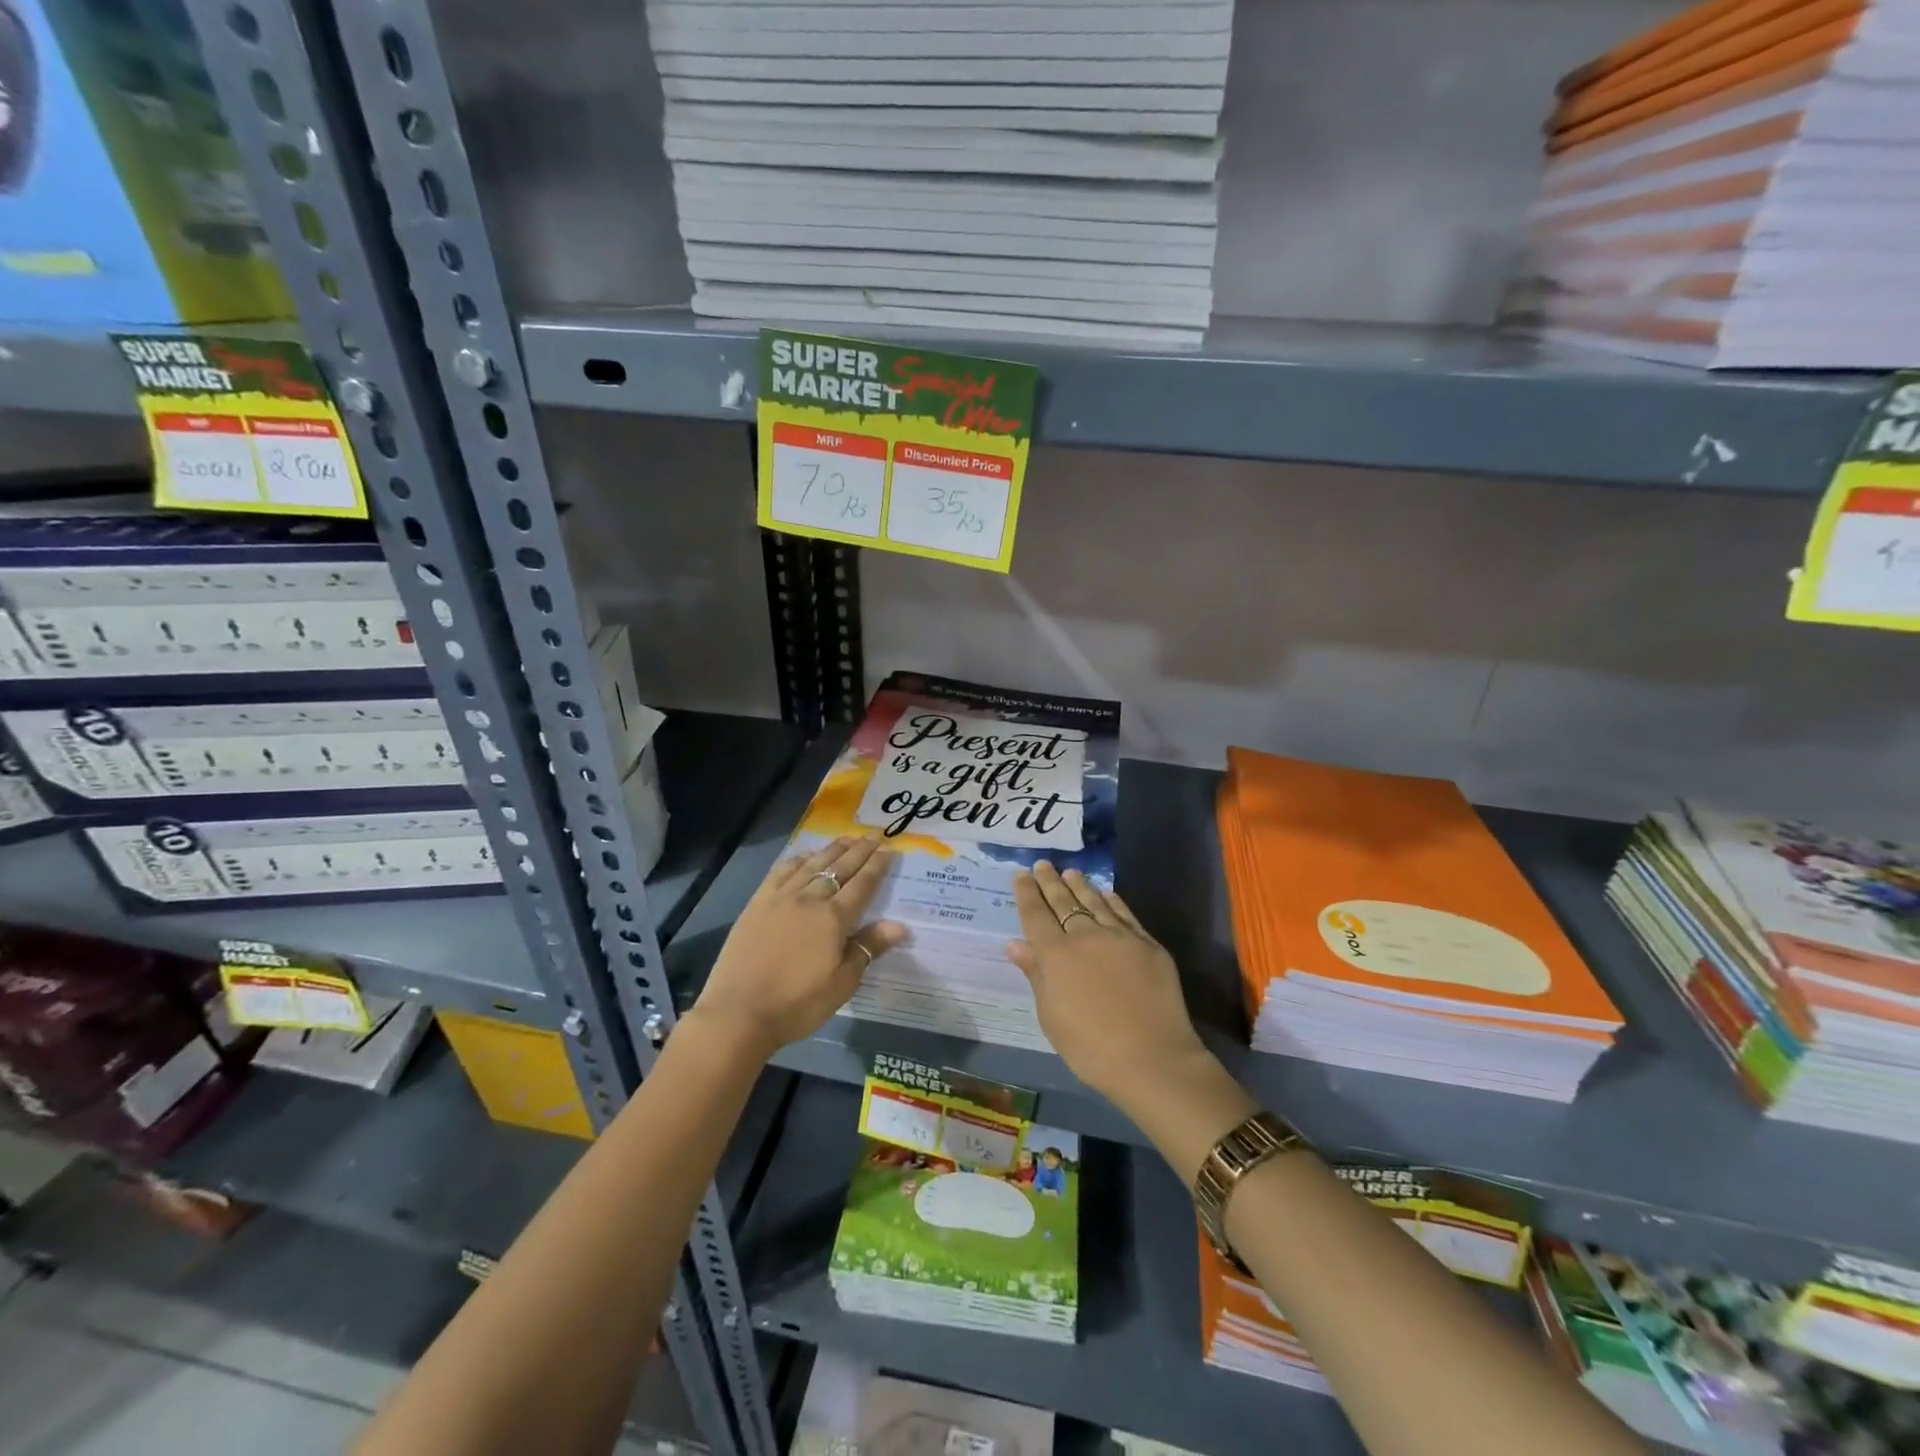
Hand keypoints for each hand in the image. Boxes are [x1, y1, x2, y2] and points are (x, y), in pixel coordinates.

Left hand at [691, 836, 906, 1058]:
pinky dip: (798, 860)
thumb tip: (899, 926)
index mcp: (834, 919)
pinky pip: (781, 872)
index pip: (863, 884)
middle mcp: (810, 899)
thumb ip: (868, 948)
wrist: (738, 1012)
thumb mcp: (842, 983)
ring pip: (812, 864)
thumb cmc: (797, 1004)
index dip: (878, 865)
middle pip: (840, 868)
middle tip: (874, 835)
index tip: (890, 849)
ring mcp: (781, 898)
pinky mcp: (758, 903)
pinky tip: (805, 856)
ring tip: (847, 838)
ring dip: (832, 849)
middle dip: (860, 850)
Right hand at [1005, 862, 1208, 1103]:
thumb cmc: (1090, 1047)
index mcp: (1056, 955)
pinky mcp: (1148, 944)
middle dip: (1050, 882)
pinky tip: (1106, 893)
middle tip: (1043, 865)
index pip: (1035, 915)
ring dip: (1080, 885)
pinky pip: (1125, 914)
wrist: (1152, 1059)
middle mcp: (1085, 936)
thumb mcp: (1051, 1017)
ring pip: (1095, 902)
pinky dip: (1112, 900)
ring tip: (1071, 872)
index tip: (1021, 874)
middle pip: (1063, 902)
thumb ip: (1036, 975)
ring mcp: (1120, 937)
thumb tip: (1016, 944)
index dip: (1027, 893)